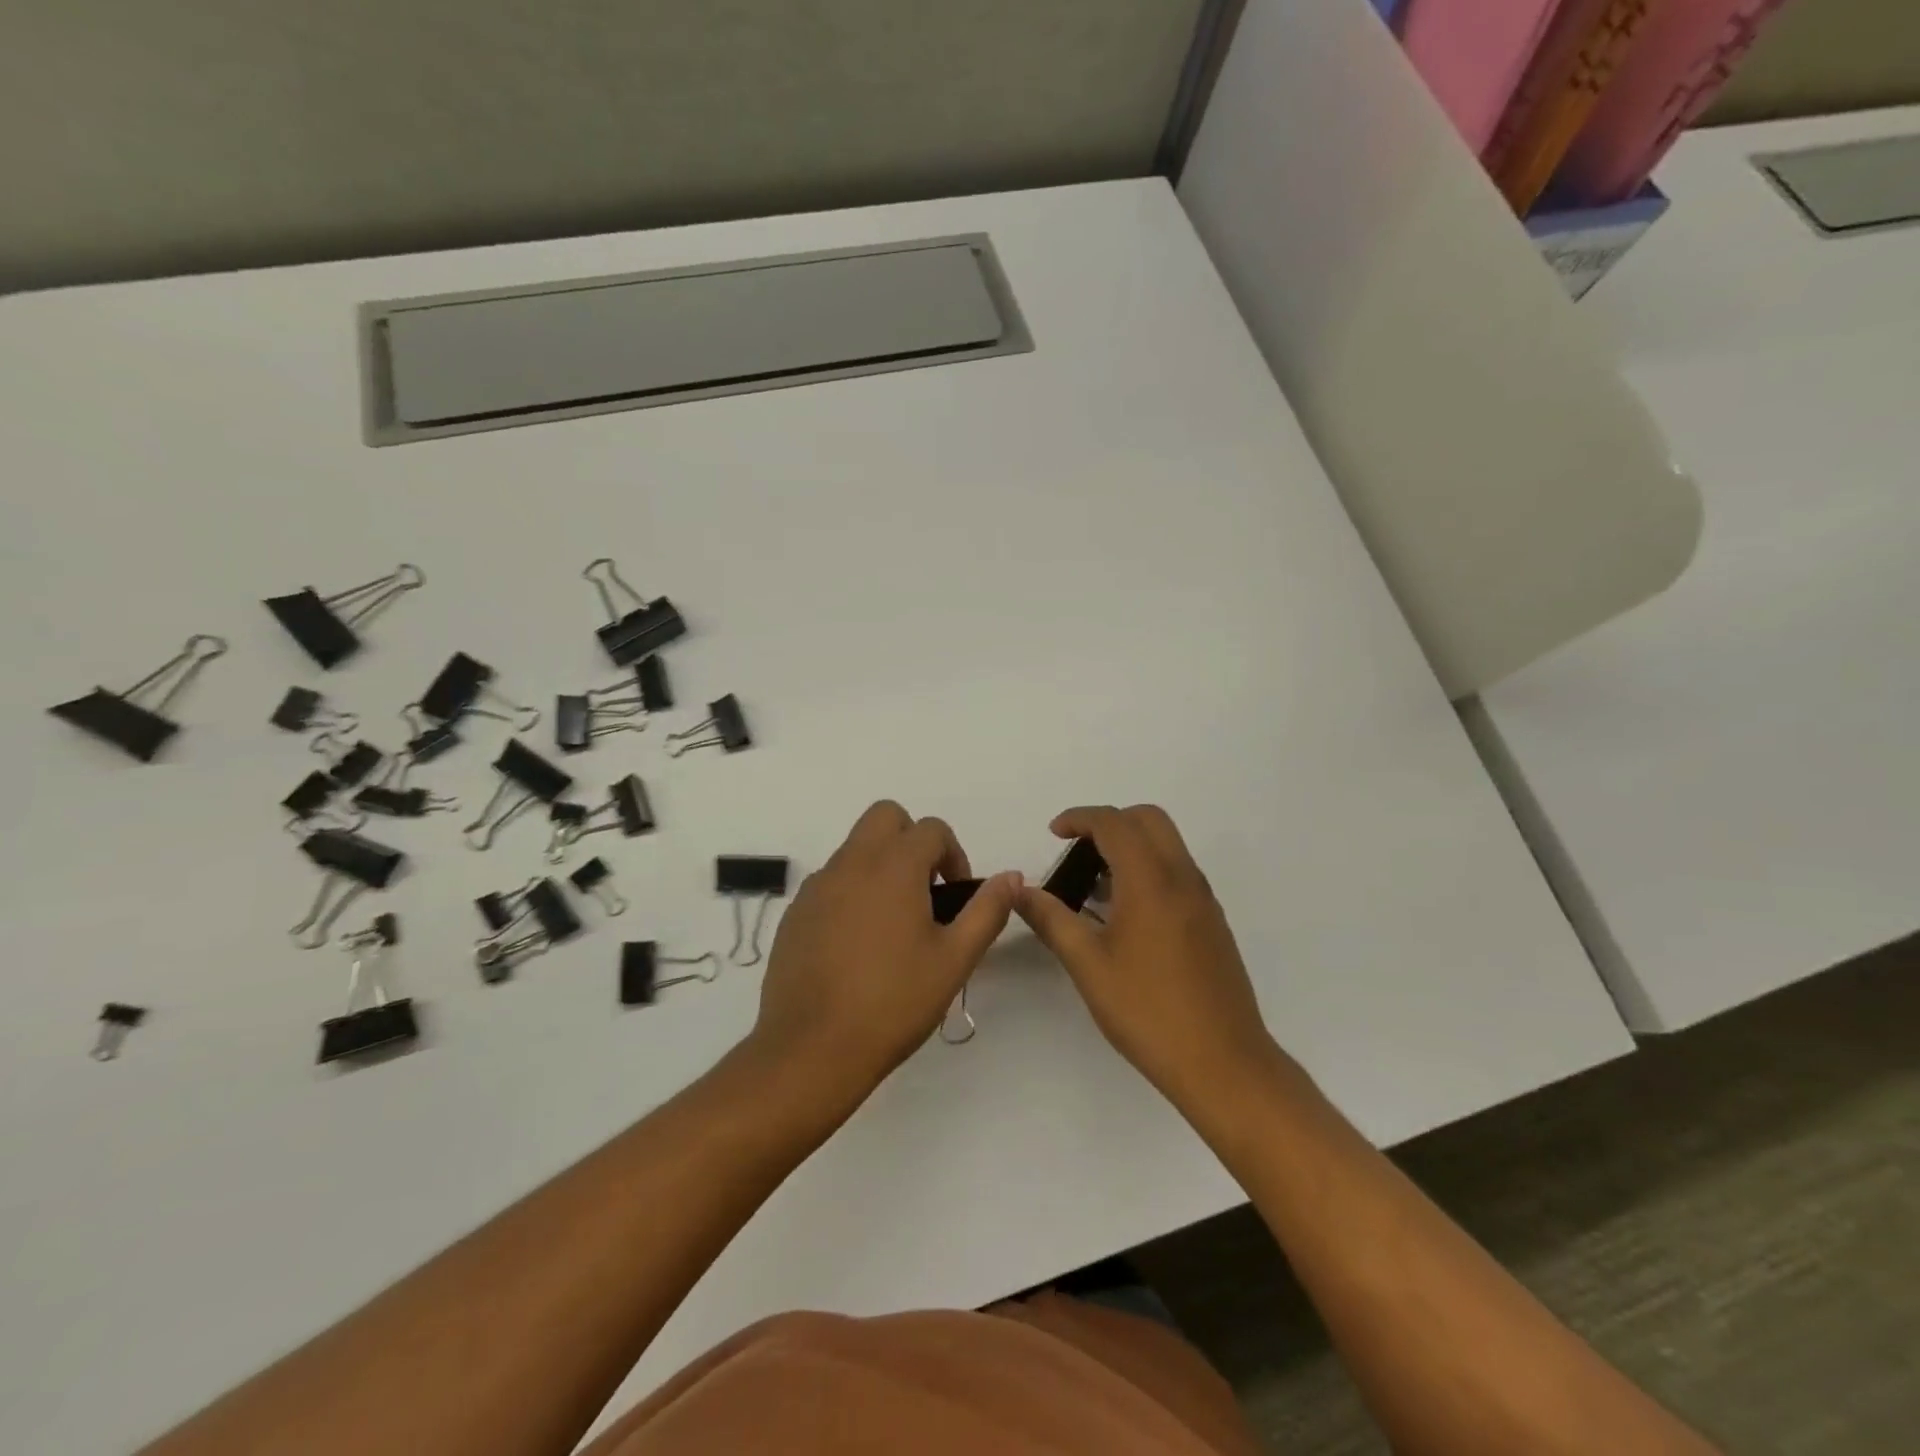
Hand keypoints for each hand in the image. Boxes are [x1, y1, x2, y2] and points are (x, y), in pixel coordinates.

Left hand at [750, 801, 1019, 1108]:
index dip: (953, 855)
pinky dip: (852, 891)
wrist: (812, 1048)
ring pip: (855, 848)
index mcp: (894, 866)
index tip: (955, 896)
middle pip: (886, 817)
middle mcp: (852, 863)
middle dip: (912, 840)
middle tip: (926, 890)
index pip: (931, 828)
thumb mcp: (955, 960)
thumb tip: (1012, 877)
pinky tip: (858, 945)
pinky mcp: (796, 913)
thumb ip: (987, 911)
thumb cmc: (893, 1002)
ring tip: (894, 925)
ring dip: (881, 865)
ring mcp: (818, 886)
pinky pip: (831, 881)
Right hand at [1017, 805, 1276, 1107]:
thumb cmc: (1148, 1011)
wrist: (1223, 1063)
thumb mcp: (1088, 965)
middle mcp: (1183, 878)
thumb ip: (1051, 920)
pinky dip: (1148, 870)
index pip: (1114, 823)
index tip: (1054, 833)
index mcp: (1151, 880)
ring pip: (1167, 845)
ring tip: (1094, 887)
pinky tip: (1124, 916)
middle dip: (1110, 822)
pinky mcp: (1212, 922)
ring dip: (1131, 846)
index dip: (1080, 818)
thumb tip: (1020, 891)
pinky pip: (1178, 873)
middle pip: (1148, 819)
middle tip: (1078, 851)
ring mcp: (1203, 900)